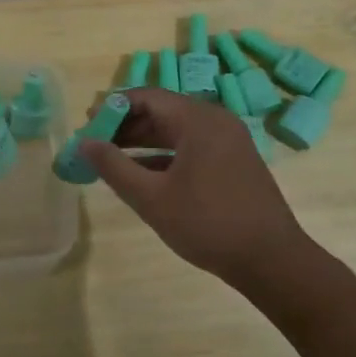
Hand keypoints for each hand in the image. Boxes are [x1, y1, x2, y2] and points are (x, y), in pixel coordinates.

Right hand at [80, 88, 306, 286]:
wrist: (271, 259)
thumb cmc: (207, 224)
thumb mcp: (151, 198)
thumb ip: (114, 167)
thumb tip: (84, 143)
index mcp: (198, 120)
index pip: (147, 97)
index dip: (113, 108)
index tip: (87, 127)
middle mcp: (216, 121)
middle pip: (162, 111)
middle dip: (126, 126)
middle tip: (95, 144)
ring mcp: (229, 141)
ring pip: (177, 130)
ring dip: (143, 141)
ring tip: (111, 159)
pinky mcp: (234, 162)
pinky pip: (192, 147)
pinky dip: (165, 155)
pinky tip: (143, 174)